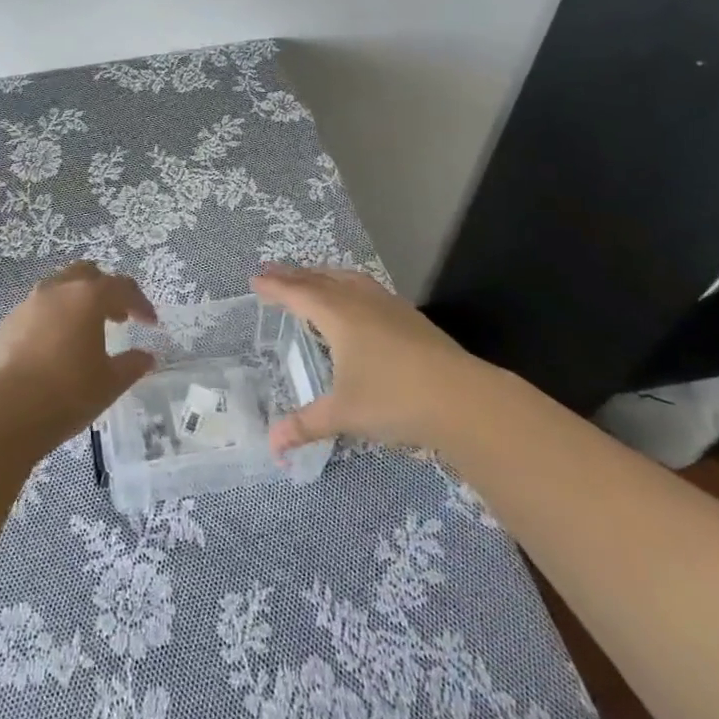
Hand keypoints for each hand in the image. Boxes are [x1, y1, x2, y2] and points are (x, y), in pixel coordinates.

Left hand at [0, 261, 158, 448]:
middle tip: (117, 317)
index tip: (150, 322)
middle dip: (105, 290)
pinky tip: (54, 349)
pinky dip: (52, 320)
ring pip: (58, 289)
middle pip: (86, 274)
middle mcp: (56, 290)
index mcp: (87, 297)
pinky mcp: (6, 325)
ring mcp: (27, 305)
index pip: (121, 287)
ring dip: (76, 303)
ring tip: (85, 332)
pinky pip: (37, 312)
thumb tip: (146, 357)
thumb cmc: (67, 393)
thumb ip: (132, 365)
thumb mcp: (110, 383)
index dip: (139, 303)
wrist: (5, 413)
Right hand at [252, 264, 476, 454]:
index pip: (298, 293)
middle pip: (321, 279)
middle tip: (273, 271)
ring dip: (324, 276)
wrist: (463, 399)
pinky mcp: (410, 317)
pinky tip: (355, 301)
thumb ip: (306, 426)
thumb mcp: (343, 414)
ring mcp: (389, 306)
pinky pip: (368, 288)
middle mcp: (360, 301)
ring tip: (312, 278)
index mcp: (338, 315)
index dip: (275, 286)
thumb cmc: (394, 399)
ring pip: (348, 279)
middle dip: (294, 275)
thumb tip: (273, 447)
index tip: (255, 280)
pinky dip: (349, 286)